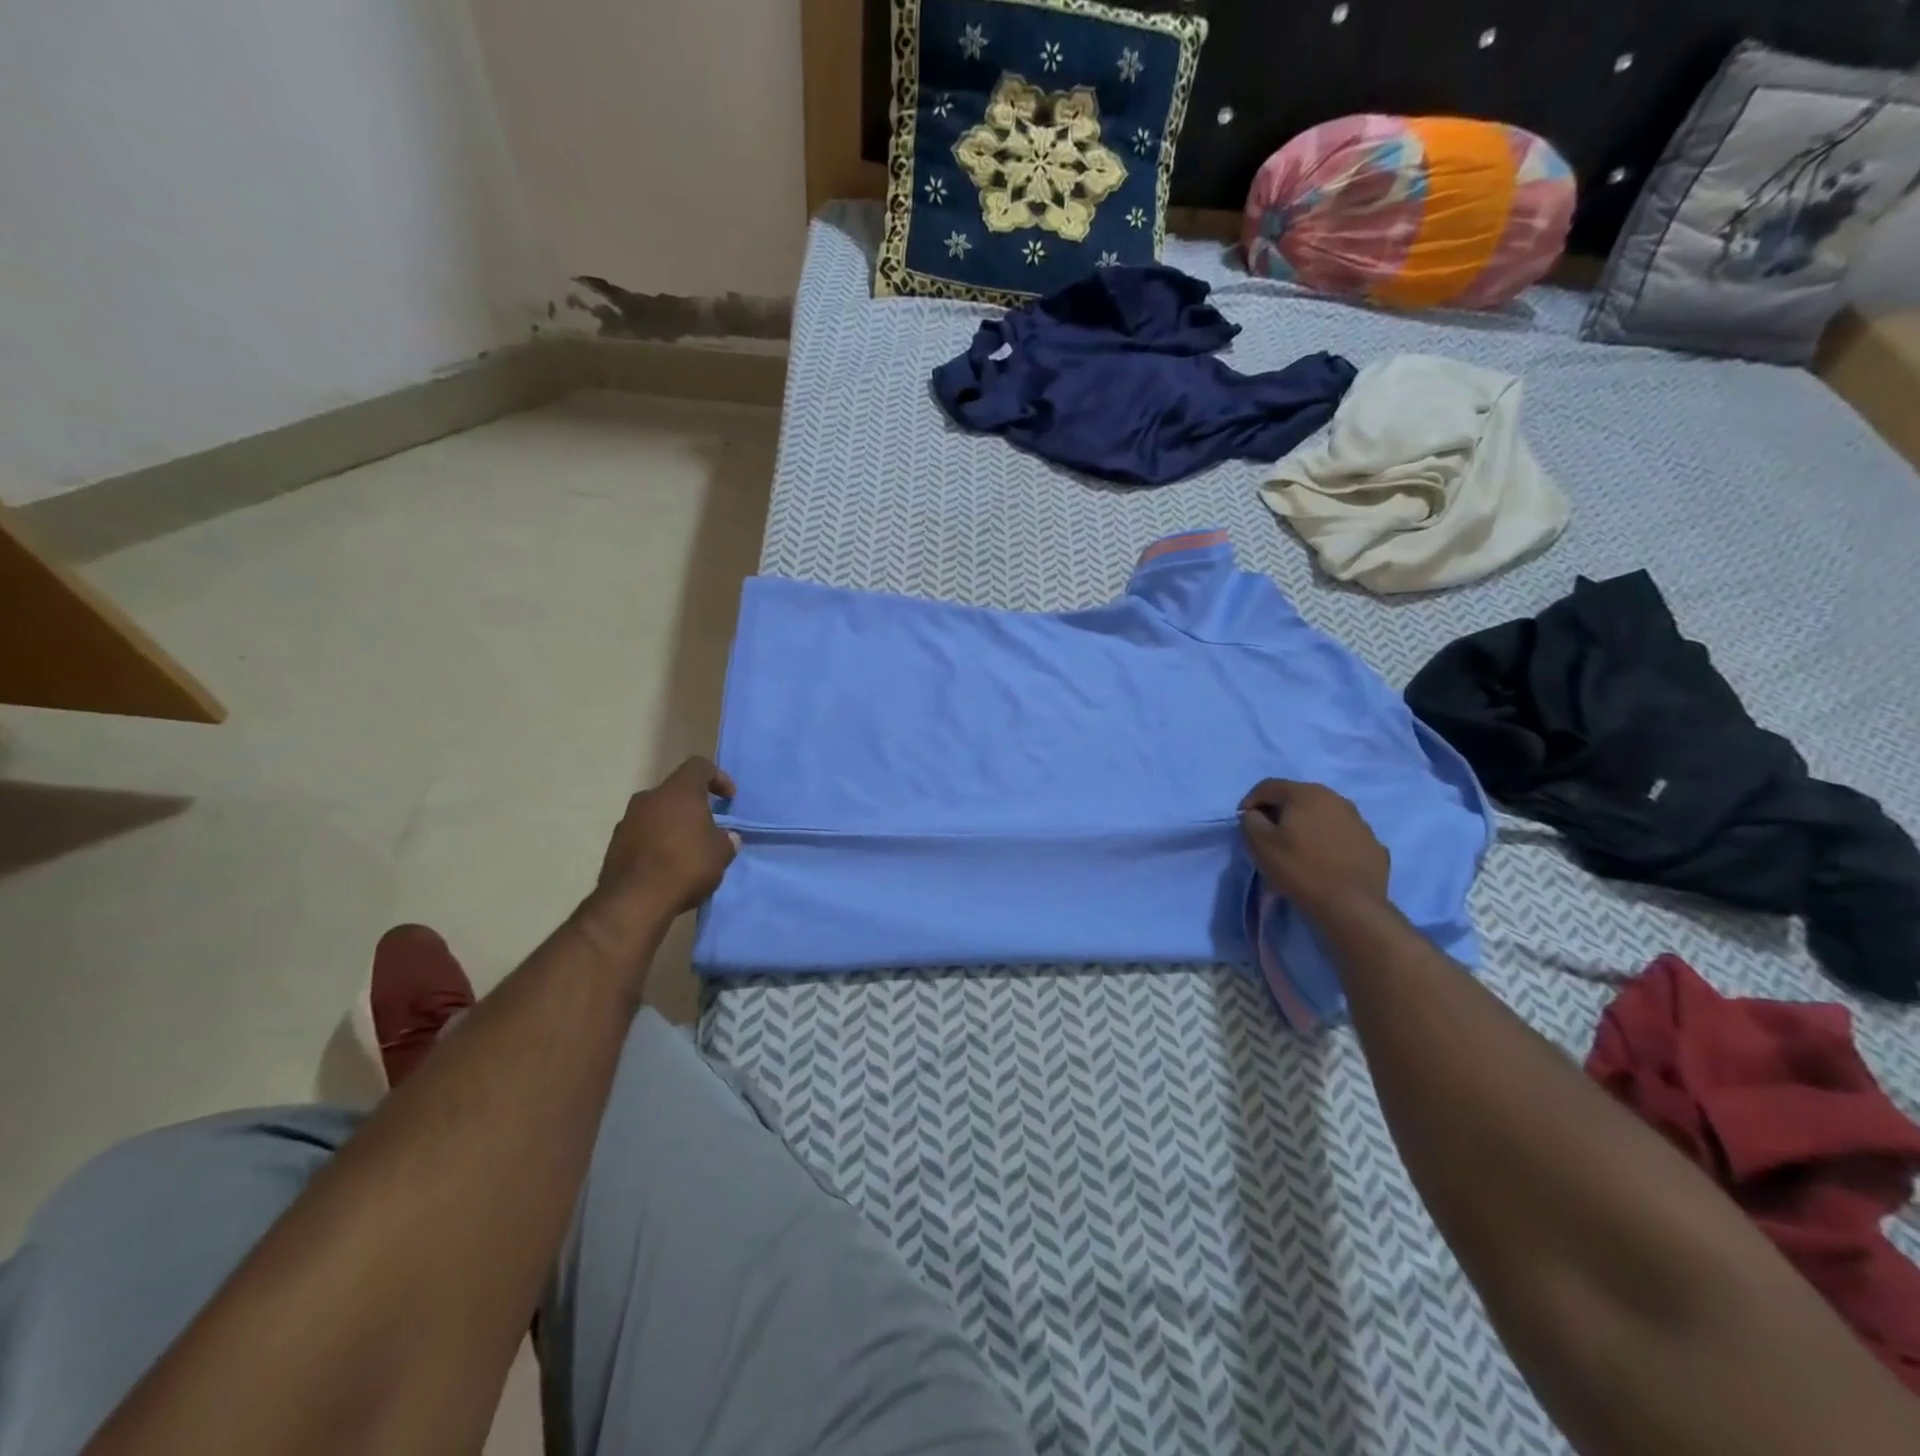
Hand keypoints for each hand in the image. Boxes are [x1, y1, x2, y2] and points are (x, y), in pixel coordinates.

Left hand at [592, 757, 739, 919]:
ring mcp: (628, 819)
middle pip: (676, 791)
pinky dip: (657, 841)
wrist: (634, 901)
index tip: (729, 799)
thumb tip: (725, 837)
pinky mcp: (615, 843)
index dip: (718, 778)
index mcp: (679, 791)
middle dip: (694, 806)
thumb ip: (726, 839)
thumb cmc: (686, 866)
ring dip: (674, 825)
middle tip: (709, 828)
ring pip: (658, 812)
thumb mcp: (721, 854)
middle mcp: (650, 797)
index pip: (699, 766)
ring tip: (688, 850)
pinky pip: (642, 833)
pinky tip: (667, 865)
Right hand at [1239, 779, 1389, 921]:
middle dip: (1280, 811)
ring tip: (1300, 848)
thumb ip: (1250, 821)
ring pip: (1323, 814)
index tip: (1244, 823)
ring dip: (1307, 825)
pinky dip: (1330, 841)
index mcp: (1306, 794)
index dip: (1250, 801)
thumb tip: (1254, 815)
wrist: (1352, 906)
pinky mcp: (1373, 843)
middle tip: (1270, 834)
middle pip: (1298, 797)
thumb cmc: (1300, 870)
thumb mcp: (1259, 844)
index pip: (1268, 786)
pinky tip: (1325, 861)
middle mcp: (1335, 798)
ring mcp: (1359, 821)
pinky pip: (1343, 835)